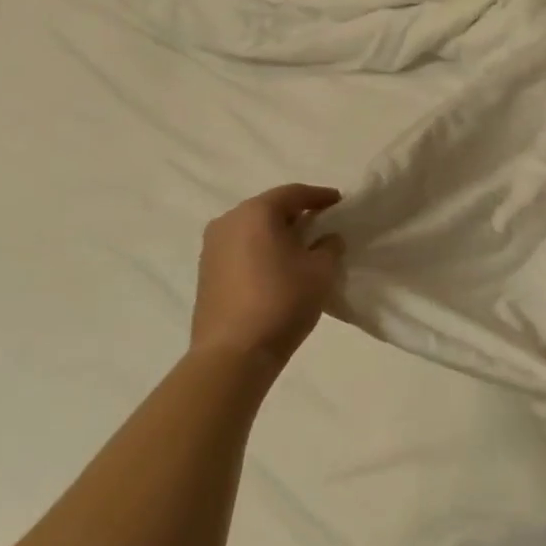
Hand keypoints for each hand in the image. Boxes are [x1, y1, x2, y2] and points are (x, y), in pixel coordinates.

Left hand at [191, 185, 344, 364]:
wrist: (234, 353)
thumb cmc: (282, 301)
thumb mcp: (321, 271)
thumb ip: (330, 247)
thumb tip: (327, 239)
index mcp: (256, 213)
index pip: (293, 193)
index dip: (319, 196)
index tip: (339, 202)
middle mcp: (228, 221)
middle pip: (268, 209)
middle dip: (296, 215)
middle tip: (321, 225)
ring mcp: (211, 248)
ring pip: (252, 231)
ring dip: (276, 235)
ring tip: (300, 250)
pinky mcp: (206, 273)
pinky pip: (240, 251)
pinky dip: (260, 252)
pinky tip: (276, 270)